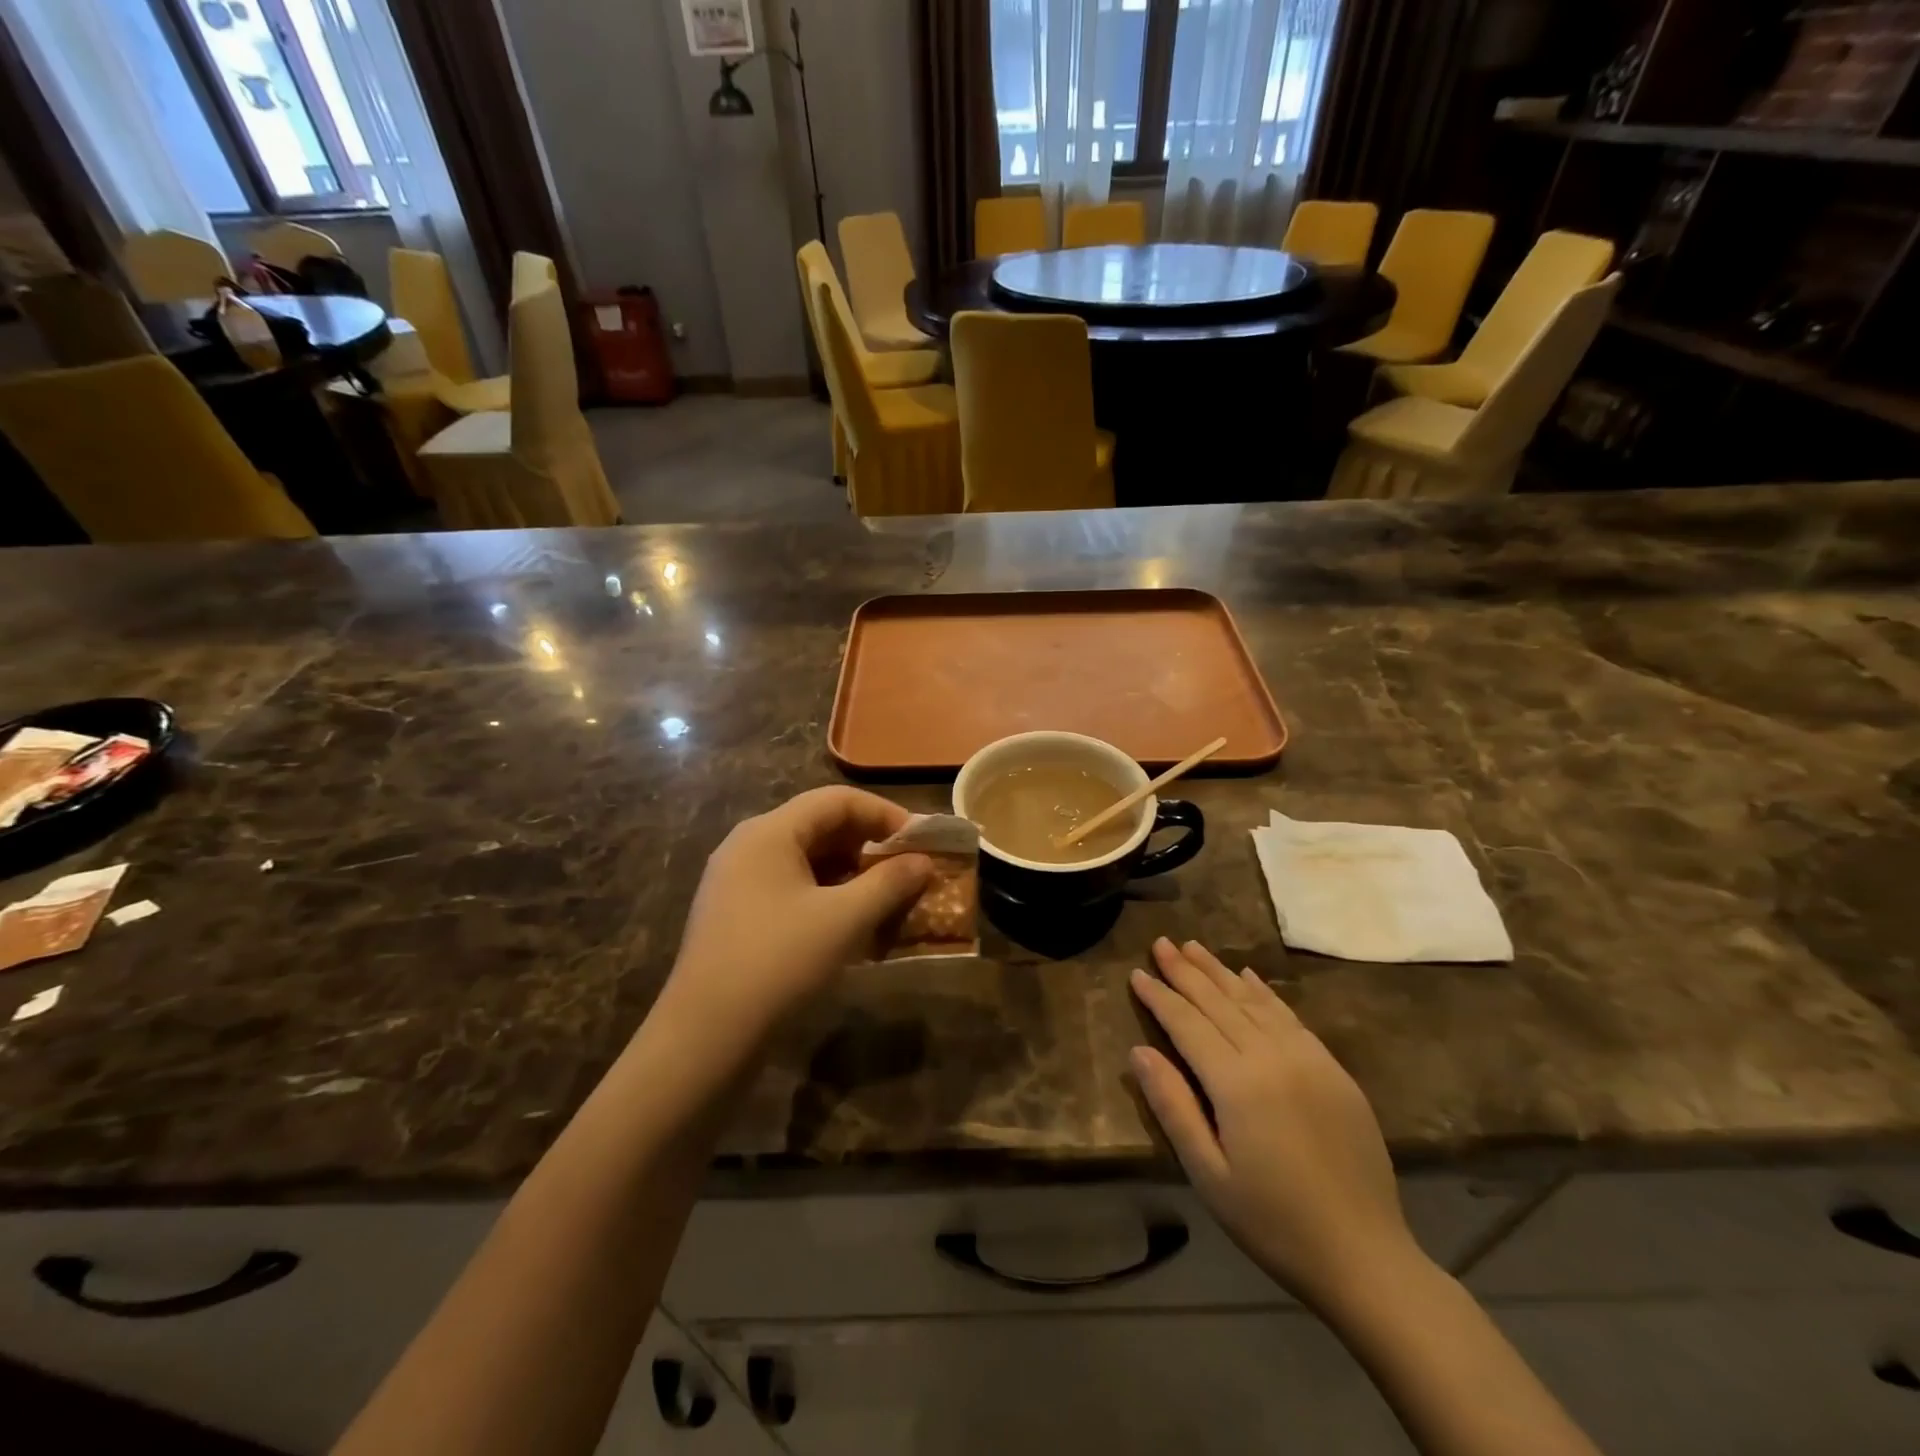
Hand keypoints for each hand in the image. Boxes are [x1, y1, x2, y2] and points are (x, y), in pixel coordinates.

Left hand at [661, 788, 931, 1050]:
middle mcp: (748, 845)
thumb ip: (889, 883)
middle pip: (819, 826)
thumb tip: (923, 861)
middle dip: (869, 845)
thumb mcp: (844, 920)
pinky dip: (826, 895)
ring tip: (886, 898)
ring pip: (806, 860)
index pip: (836, 801)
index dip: (884, 814)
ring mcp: (737, 881)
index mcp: (769, 832)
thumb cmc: (779, 963)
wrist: (705, 1037)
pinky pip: (790, 887)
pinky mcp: (736, 914)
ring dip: (850, 873)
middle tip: (908, 870)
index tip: (919, 842)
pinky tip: (851, 923)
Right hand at [1128, 938, 1419, 1313]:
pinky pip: (1290, 1016)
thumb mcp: (1209, 1175)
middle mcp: (1272, 1056)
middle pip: (1219, 1002)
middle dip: (1186, 971)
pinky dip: (1263, 992)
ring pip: (1253, 1001)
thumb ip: (1173, 1106)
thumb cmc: (1273, 1223)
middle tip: (1161, 942)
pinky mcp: (1333, 1069)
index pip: (1187, 1023)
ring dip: (1220, 971)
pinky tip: (1248, 976)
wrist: (1365, 1257)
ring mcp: (1308, 1059)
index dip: (1159, 996)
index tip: (1136, 973)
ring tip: (1193, 947)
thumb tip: (1140, 1051)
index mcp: (1237, 1083)